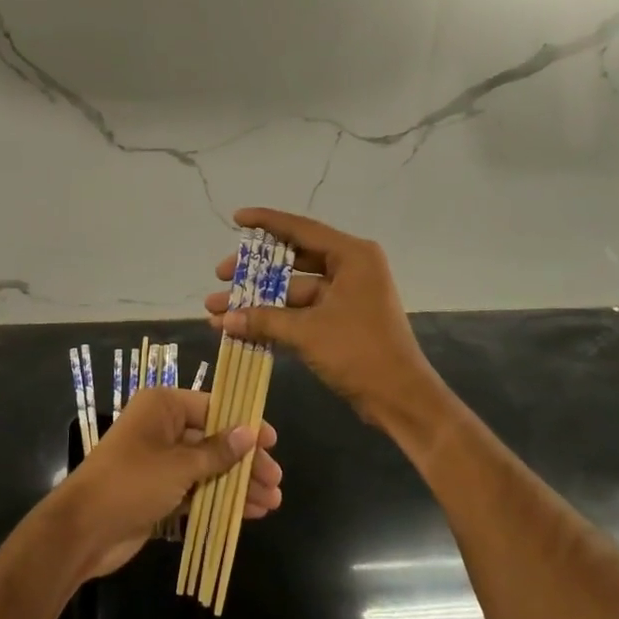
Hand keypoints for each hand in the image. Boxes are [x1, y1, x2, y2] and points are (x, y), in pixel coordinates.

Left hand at [55, 386, 283, 580]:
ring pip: (208, 467)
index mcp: (162, 406)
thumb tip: (251, 431)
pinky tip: (248, 513)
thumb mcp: (179, 465)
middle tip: (276, 480)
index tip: (272, 441)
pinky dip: (220, 499)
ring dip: (237, 484)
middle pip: (214, 439)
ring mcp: (160, 461)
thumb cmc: (131, 483)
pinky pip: (197, 489)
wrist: (82, 531)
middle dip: (245, 461)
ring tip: (271, 502)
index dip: (244, 423)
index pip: (213, 407)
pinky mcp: (159, 491)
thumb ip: (217, 451)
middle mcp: (162, 428)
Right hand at [206, 208, 447, 439]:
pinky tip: (242, 327)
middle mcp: (351, 268)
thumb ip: (264, 320)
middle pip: (294, 260)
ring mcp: (347, 296)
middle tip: (221, 275)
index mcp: (352, 256)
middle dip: (254, 271)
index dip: (266, 222)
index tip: (237, 218)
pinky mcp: (341, 320)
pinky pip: (301, 311)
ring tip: (218, 309)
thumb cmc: (359, 353)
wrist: (401, 399)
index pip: (301, 230)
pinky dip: (275, 318)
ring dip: (259, 300)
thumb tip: (222, 319)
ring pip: (293, 289)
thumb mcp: (307, 332)